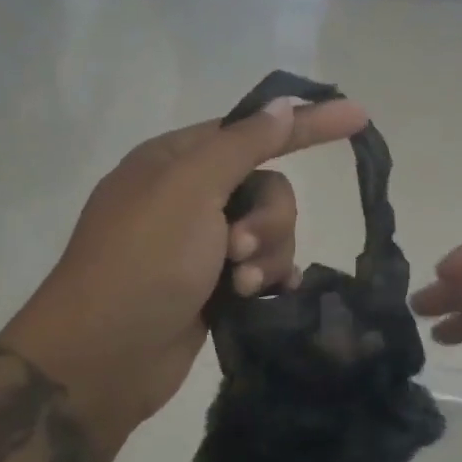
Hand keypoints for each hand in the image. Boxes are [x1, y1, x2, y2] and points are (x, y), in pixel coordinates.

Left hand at [1, 96, 368, 447]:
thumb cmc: (143, 262)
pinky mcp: (213, 287)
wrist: (103, 357)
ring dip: (267, 256)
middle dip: (268, 219)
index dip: (305, 124)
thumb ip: (243, 145)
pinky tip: (263, 296)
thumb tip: (283, 104)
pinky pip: (263, 268)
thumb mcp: (190, 190)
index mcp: (176, 161)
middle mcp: (189, 197)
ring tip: (241, 286)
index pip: (253, 131)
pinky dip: (268, 279)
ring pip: (271, 233)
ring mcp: (201, 245)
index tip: (357, 116)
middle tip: (239, 249)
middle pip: (267, 189)